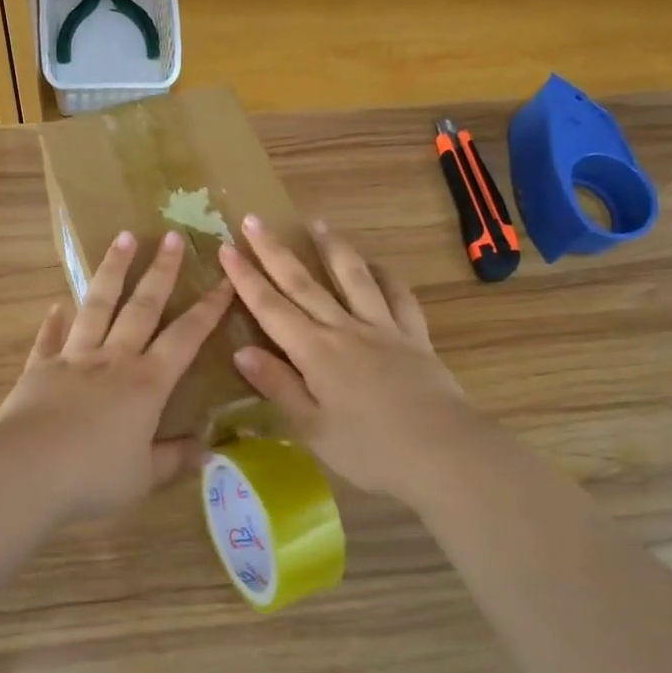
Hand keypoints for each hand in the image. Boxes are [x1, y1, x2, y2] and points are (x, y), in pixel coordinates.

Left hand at [0, 229, 233, 519]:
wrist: (27, 471)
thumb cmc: (94, 475)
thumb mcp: (144, 475)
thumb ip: (174, 459)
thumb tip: (208, 450)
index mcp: (146, 383)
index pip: (185, 337)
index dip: (208, 309)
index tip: (224, 280)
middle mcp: (114, 360)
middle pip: (142, 307)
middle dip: (161, 271)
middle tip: (173, 236)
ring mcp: (74, 359)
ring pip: (97, 306)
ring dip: (112, 271)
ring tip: (123, 238)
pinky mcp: (39, 369)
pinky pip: (49, 339)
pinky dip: (53, 322)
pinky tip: (56, 305)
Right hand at [217, 215, 483, 506]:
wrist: (445, 453)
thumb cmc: (371, 450)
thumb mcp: (313, 428)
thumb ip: (279, 386)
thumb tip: (241, 352)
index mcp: (315, 353)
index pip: (270, 308)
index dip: (246, 278)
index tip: (226, 248)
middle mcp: (344, 329)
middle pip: (304, 283)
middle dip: (275, 251)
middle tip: (254, 219)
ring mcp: (382, 328)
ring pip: (353, 278)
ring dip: (332, 248)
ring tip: (317, 222)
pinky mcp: (414, 336)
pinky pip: (399, 297)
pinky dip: (387, 277)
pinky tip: (378, 266)